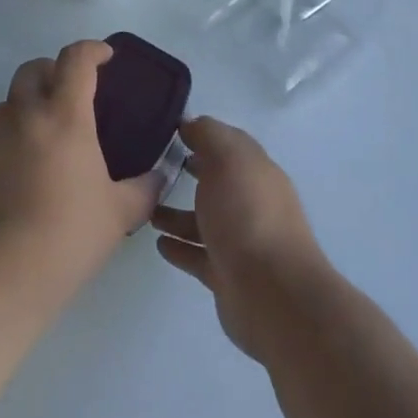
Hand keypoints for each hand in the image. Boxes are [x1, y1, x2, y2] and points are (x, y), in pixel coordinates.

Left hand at [0, 40, 159, 304]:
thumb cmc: (65, 238)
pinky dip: (2, 148)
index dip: (92, 50)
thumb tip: (159, 177)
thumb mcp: (118, 215)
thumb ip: (143, 189)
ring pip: (5, 106)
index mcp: (63, 117)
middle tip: (70, 97)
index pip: (76, 60)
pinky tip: (13, 184)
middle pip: (33, 70)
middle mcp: (20, 116)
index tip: (104, 57)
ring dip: (25, 112)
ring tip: (41, 148)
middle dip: (53, 72)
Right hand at [152, 117, 331, 362]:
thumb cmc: (247, 215)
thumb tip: (190, 123)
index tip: (167, 130)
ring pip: (204, 220)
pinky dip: (179, 247)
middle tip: (151, 166)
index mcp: (256, 171)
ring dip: (177, 214)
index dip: (202, 134)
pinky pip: (197, 255)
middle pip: (217, 181)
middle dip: (190, 172)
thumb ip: (208, 135)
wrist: (272, 294)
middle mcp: (251, 203)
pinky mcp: (227, 275)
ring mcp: (240, 241)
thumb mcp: (228, 159)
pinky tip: (158, 243)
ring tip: (146, 208)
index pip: (229, 144)